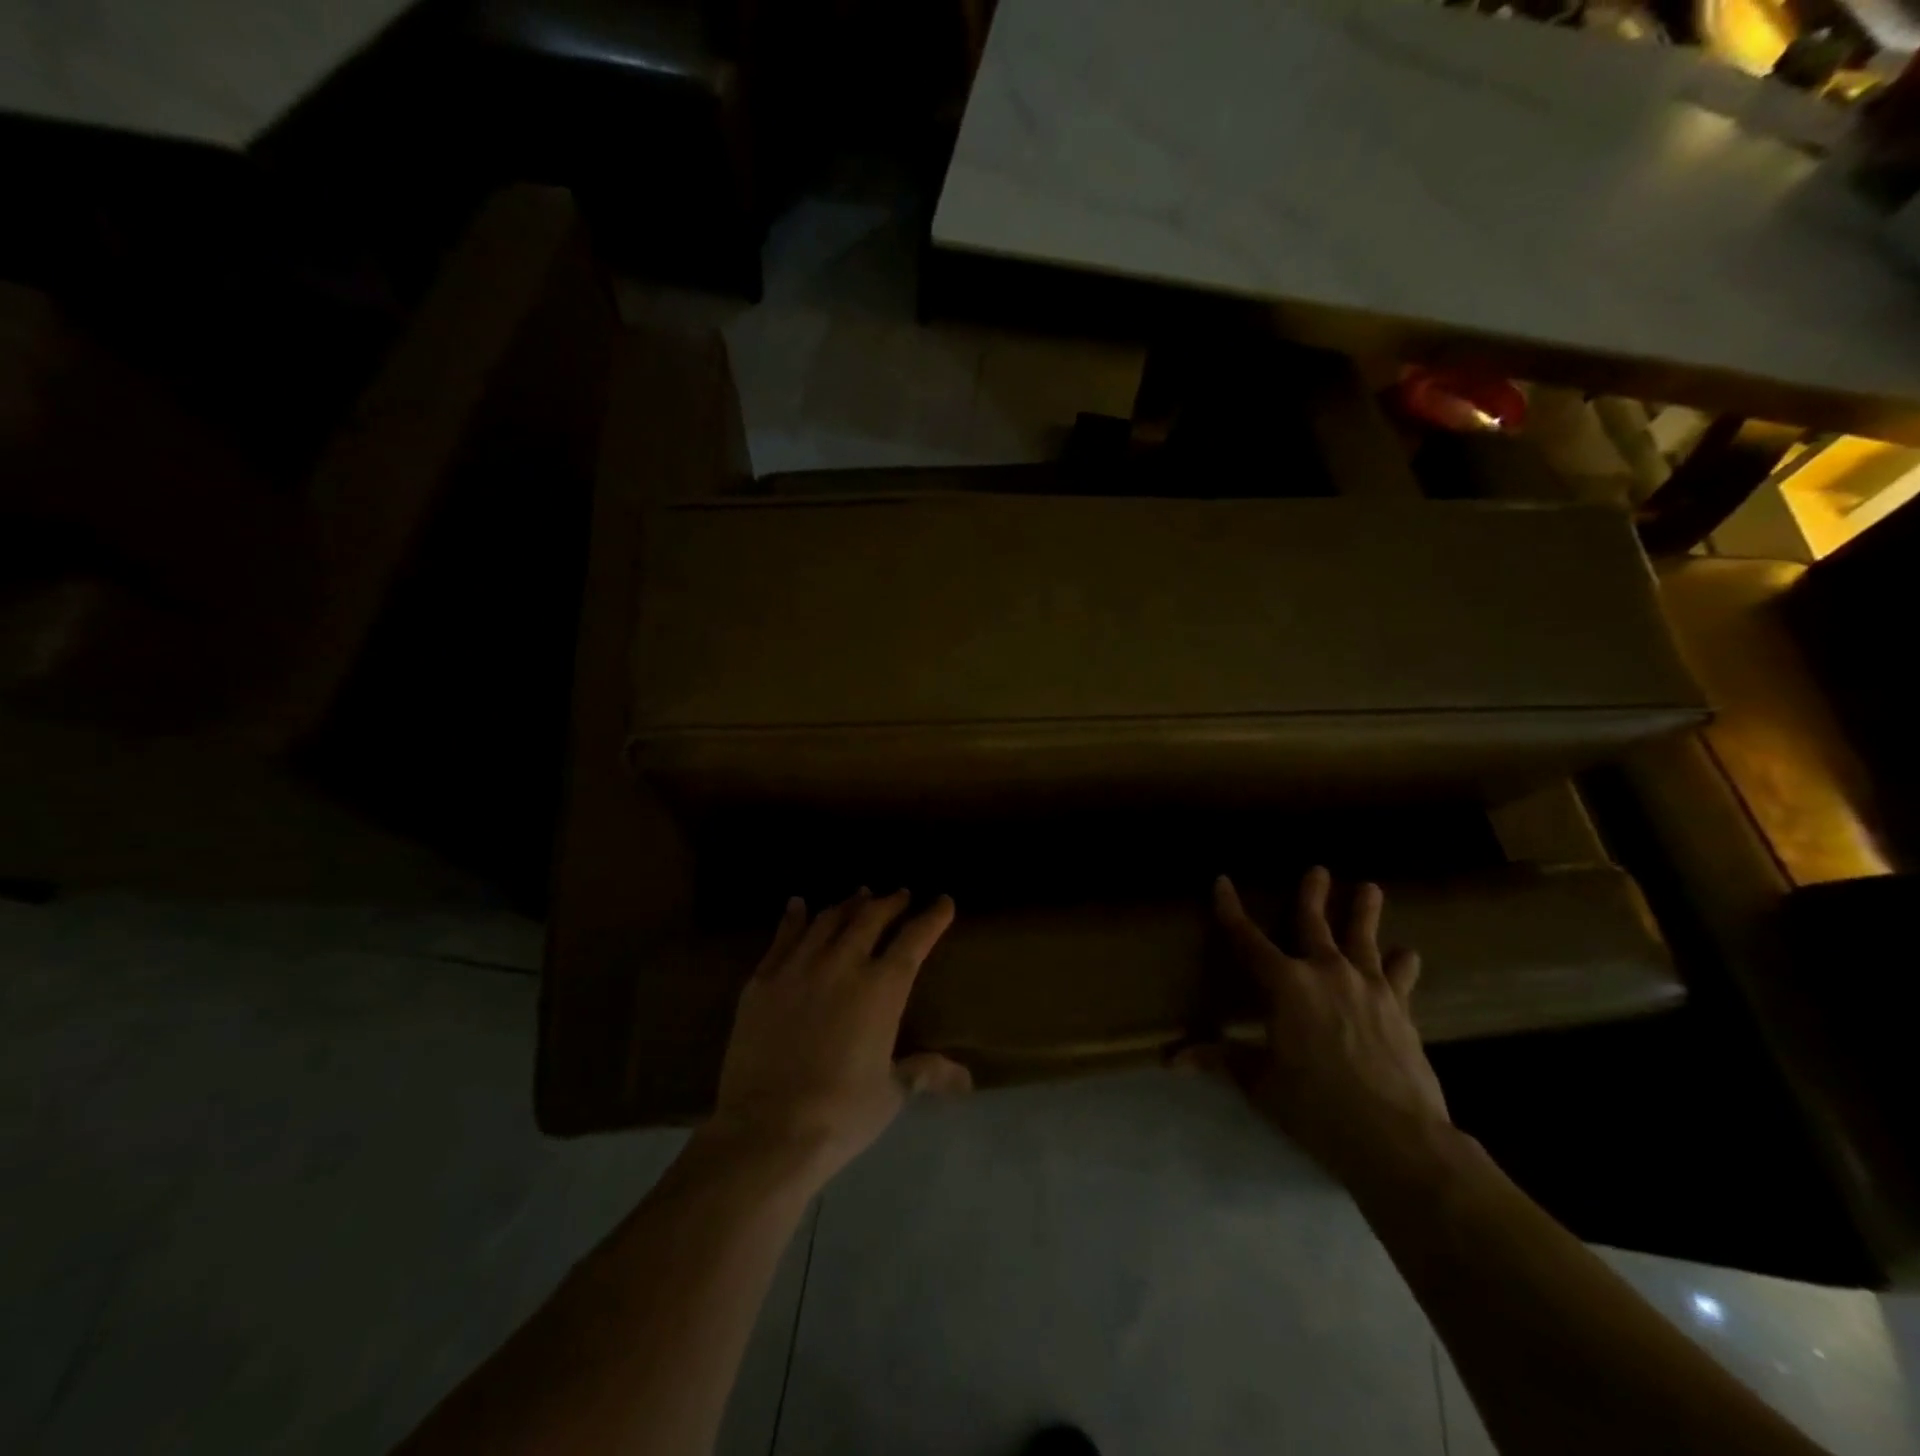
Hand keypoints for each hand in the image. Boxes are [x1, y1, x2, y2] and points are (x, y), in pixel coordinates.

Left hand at [706, 889, 971, 1189]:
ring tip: (860, 895)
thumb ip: (926, 1072)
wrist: (767, 1129)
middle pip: (871, 918)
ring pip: (829, 920)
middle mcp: (843, 964)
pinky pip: (783, 936)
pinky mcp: (763, 979)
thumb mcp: (891, 1092)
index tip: (943, 901)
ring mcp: (799, 967)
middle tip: (900, 894)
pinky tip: (798, 904)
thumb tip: (966, 1079)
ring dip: (848, 904)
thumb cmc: (841, 1113)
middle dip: (890, 902)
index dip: (932, 917)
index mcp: (882, 988)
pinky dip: (794, 917)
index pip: (914, 939)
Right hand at [1206, 868, 1450, 1190]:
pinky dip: (1402, 964)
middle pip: (1315, 924)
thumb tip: (1170, 1059)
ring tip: (1370, 888)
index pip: (1248, 939)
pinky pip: (1401, 977)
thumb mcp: (1261, 1083)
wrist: (1397, 1138)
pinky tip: (1407, 954)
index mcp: (1285, 985)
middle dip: (1313, 895)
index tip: (1222, 882)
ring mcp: (1369, 988)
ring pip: (1364, 939)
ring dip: (1364, 912)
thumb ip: (1222, 1059)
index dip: (1231, 910)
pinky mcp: (1401, 1010)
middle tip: (1319, 870)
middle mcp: (1326, 973)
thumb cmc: (1316, 1106)